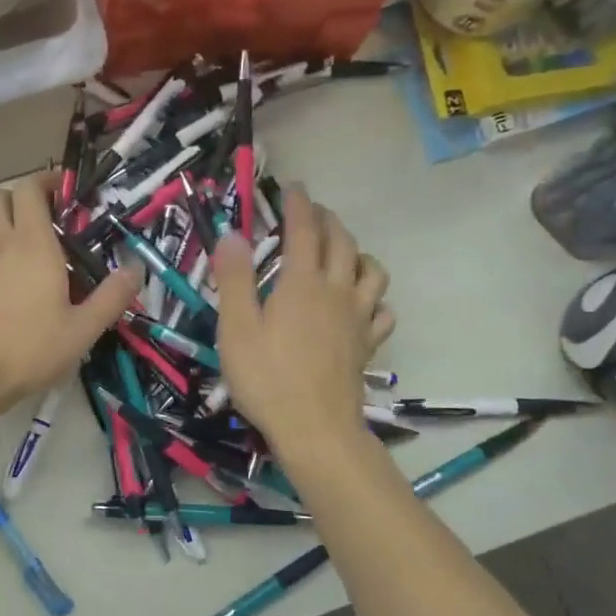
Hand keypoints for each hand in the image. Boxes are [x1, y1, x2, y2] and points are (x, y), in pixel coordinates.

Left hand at [0, 172, 142, 414]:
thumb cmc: (28, 349)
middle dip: (20, 197)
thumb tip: (136, 268)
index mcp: (32, 244)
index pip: (30, 189)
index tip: (64, 191)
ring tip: (19, 242)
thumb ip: (111, 297)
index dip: (46, 181)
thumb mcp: (82, 330)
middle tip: (42, 217)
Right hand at [213, 186, 393, 457]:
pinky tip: (362, 304)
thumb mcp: (236, 328)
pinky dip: (374, 297)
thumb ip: (235, 279)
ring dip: (358, 252)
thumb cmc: (267, 379)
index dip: (299, 204)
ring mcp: (358, 318)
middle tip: (312, 213)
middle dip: (327, 220)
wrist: (315, 429)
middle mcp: (337, 291)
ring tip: (342, 253)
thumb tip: (232, 235)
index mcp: (302, 283)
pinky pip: (382, 310)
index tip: (293, 187)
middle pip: (342, 242)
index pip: (304, 230)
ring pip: (372, 270)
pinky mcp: (367, 344)